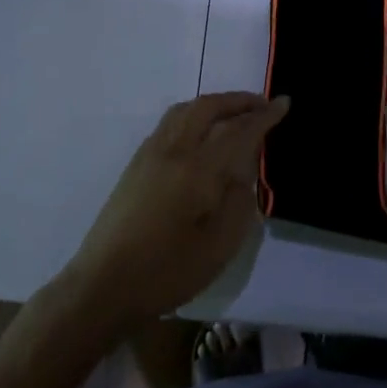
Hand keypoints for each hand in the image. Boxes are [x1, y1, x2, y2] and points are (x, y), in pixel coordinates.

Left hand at [59, 93, 288, 336]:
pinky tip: (201, 132)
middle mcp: (171, 151)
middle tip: (262, 104)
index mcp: (196, 170)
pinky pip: (170, 123)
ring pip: (184, 110)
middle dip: (238, 100)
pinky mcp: (135, 165)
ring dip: (213, 104)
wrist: (102, 287)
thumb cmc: (166, 272)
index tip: (284, 103)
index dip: (264, 116)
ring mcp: (149, 155)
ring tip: (234, 113)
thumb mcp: (219, 246)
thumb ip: (239, 201)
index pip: (237, 130)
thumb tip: (243, 170)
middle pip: (207, 107)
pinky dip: (193, 115)